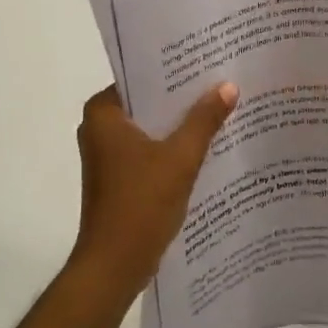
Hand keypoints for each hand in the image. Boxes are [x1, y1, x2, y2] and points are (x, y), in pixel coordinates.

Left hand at [69, 82, 237, 295]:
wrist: (115, 265)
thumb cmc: (141, 204)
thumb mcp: (181, 157)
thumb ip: (204, 120)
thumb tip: (228, 86)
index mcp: (103, 114)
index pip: (141, 77)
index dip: (175, 71)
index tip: (208, 62)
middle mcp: (99, 129)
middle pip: (148, 103)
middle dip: (183, 98)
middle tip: (222, 83)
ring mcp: (107, 156)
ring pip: (151, 129)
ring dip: (180, 125)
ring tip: (221, 110)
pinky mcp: (118, 179)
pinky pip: (150, 152)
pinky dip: (173, 149)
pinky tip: (207, 147)